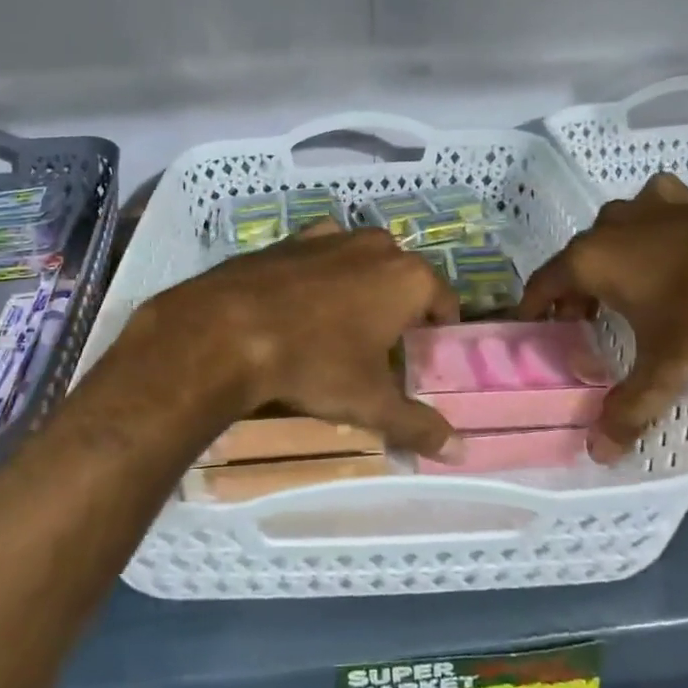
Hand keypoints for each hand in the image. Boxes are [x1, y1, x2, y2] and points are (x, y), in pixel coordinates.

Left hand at [135, 221, 460, 454]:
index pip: (445, 303)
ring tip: (340, 330)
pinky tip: (301, 307)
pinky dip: (320, 277)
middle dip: (399, 310)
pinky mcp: (290, 238)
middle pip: (404, 280)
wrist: (226, 329)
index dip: (438, 333)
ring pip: (362, 264)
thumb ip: (418, 425)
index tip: (422, 359)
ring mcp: (331, 236)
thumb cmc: (314, 363)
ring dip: (361, 290)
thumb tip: (461, 452)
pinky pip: (320, 258)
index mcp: (409, 278)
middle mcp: (377, 246)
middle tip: (382, 350)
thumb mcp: (370, 402)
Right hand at [517, 174, 687, 459]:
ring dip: (609, 260)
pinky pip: (655, 212)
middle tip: (583, 327)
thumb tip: (598, 454)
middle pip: (576, 260)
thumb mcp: (669, 365)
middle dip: (574, 293)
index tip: (531, 332)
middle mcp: (611, 226)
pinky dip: (652, 230)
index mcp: (591, 259)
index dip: (532, 309)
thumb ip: (630, 408)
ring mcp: (652, 207)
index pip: (543, 283)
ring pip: (613, 232)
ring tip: (624, 292)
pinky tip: (670, 247)